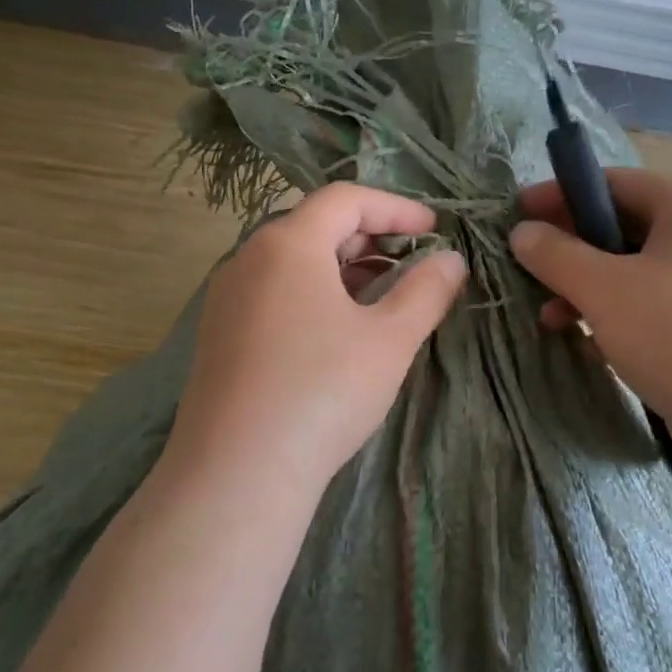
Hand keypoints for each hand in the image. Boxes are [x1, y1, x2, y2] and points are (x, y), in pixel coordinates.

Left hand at [165, 183, 467, 499]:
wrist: (237, 473)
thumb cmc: (322, 392)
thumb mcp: (390, 340)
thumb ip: (426, 291)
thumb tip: (451, 260)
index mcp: (288, 243)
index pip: (346, 199)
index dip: (396, 207)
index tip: (435, 230)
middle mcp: (249, 258)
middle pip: (316, 225)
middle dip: (372, 237)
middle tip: (413, 262)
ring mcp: (228, 297)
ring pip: (295, 261)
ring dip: (344, 268)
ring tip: (383, 296)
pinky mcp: (220, 334)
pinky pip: (275, 292)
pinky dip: (315, 293)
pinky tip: (339, 331)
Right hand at [509, 168, 671, 436]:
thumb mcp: (602, 289)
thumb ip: (555, 254)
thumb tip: (522, 233)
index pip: (618, 182)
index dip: (564, 193)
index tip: (520, 211)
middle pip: (627, 227)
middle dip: (573, 249)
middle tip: (533, 269)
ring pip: (639, 272)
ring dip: (590, 288)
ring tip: (551, 319)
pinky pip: (657, 306)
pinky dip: (619, 315)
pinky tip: (591, 344)